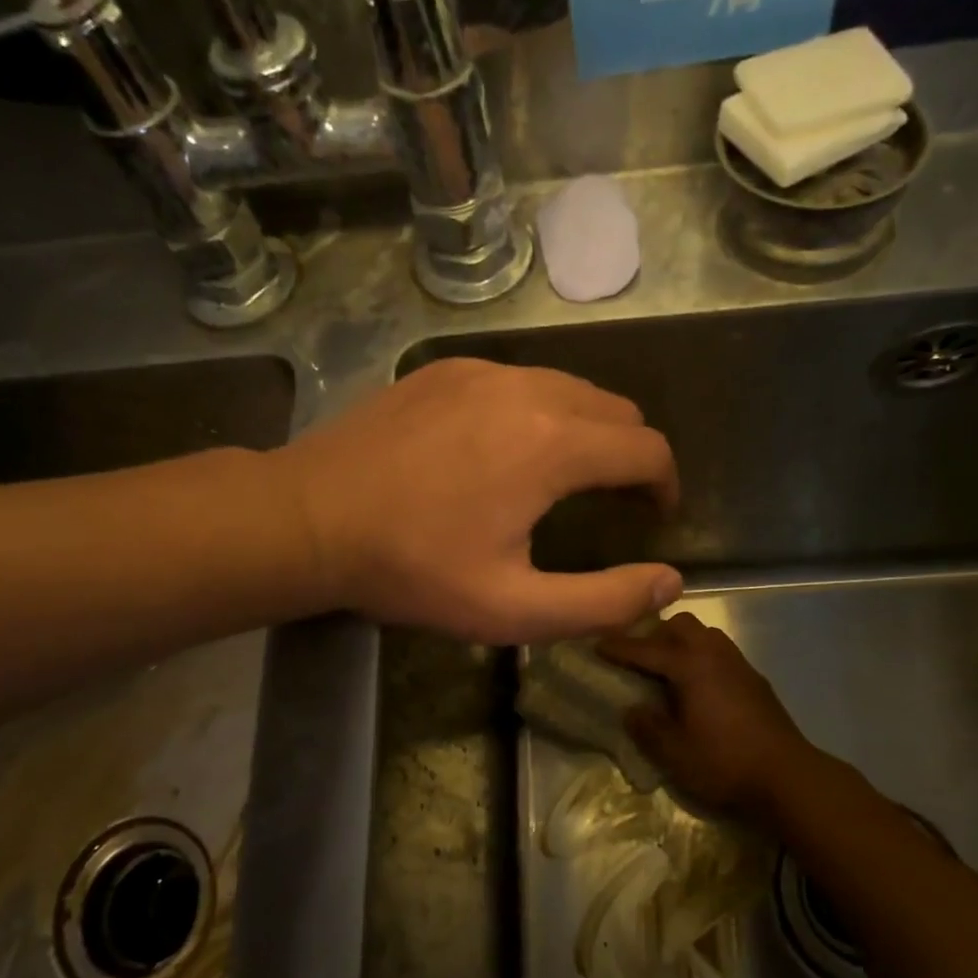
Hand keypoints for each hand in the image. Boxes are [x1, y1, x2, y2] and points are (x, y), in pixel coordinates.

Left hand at [274, 359, 681, 643]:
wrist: (307, 518)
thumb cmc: (411, 569)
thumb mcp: (513, 608)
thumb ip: (603, 601)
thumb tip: (670, 582)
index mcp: (553, 444)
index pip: (647, 448)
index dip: (664, 484)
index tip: (653, 515)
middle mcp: (528, 389)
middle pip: (616, 409)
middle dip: (631, 453)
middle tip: (615, 499)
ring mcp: (482, 370)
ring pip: (569, 387)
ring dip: (588, 428)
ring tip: (566, 475)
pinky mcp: (446, 369)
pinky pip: (518, 380)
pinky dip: (538, 410)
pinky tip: (505, 449)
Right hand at [599, 613, 818, 816]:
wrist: (787, 776)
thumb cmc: (724, 763)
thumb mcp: (674, 753)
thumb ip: (647, 728)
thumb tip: (631, 710)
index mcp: (690, 665)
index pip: (646, 648)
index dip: (619, 647)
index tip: (597, 645)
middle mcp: (714, 654)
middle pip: (680, 625)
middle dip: (654, 634)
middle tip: (636, 656)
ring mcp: (738, 663)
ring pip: (704, 634)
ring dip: (680, 642)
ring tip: (665, 667)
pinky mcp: (754, 678)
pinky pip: (719, 651)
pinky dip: (700, 655)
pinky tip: (697, 684)